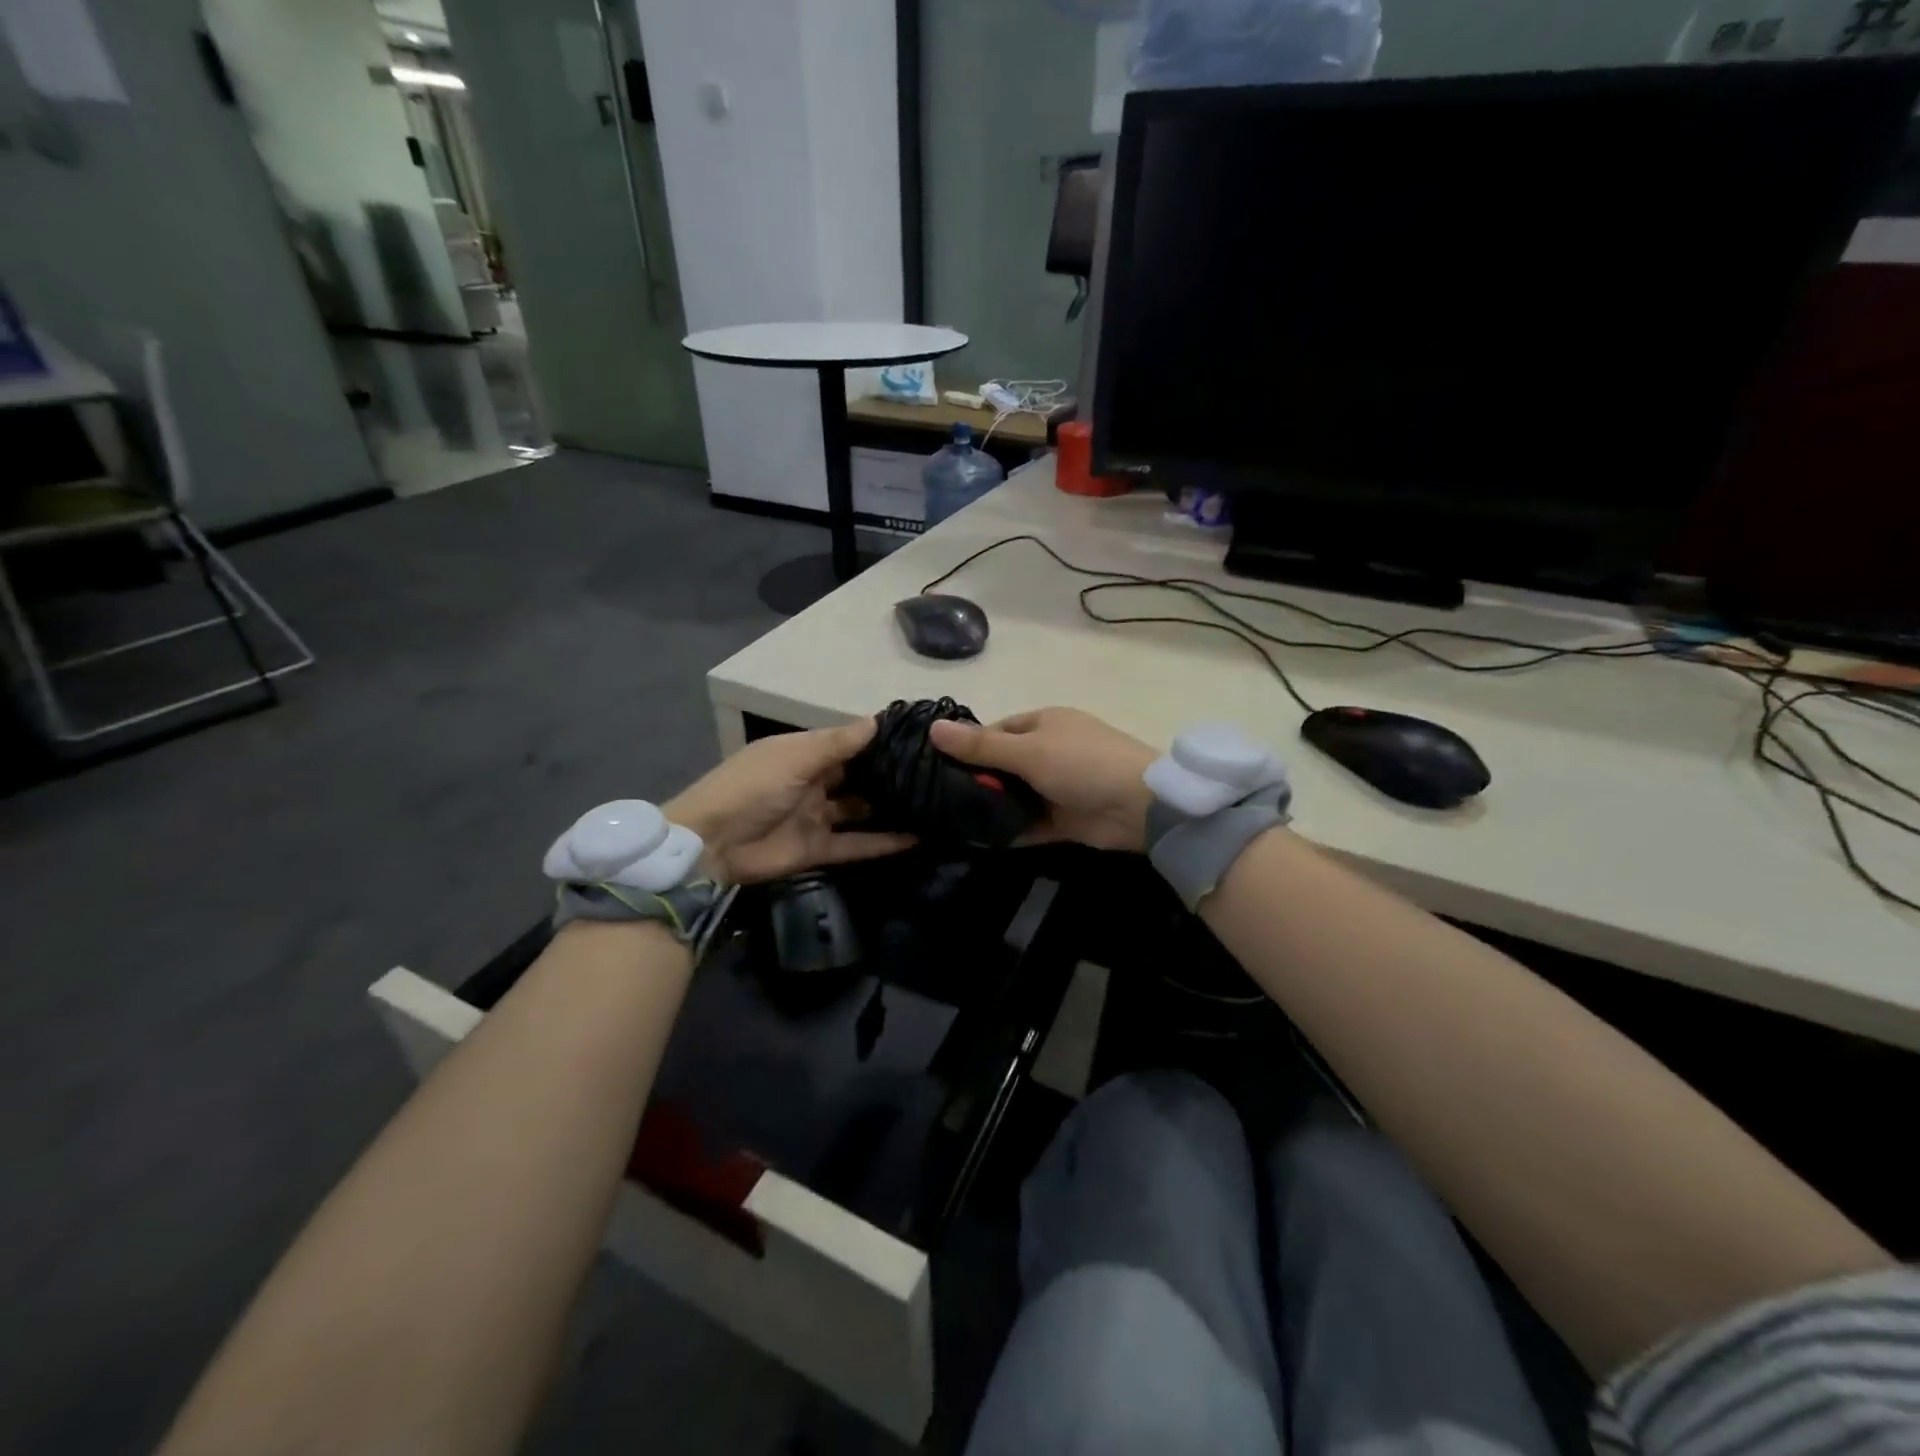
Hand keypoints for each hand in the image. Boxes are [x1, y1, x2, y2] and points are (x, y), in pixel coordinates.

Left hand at [666, 719, 914, 883]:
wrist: (710, 844)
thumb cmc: (752, 787)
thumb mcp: (794, 757)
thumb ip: (838, 743)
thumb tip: (877, 719)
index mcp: (803, 754)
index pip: (847, 744)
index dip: (877, 741)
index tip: (917, 737)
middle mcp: (813, 782)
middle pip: (857, 777)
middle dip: (888, 775)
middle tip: (935, 772)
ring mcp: (816, 817)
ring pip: (860, 811)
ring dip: (890, 808)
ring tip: (934, 803)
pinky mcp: (818, 849)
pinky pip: (856, 844)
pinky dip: (883, 843)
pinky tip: (917, 839)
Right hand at [928, 707, 1157, 852]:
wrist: (1140, 806)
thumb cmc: (1081, 763)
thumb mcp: (1027, 751)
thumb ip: (981, 746)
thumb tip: (933, 728)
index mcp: (1043, 723)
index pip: (996, 731)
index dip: (969, 746)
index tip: (936, 766)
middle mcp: (1049, 751)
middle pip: (1003, 765)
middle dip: (977, 781)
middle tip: (937, 799)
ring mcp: (1058, 786)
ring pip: (1014, 796)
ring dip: (992, 808)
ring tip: (949, 822)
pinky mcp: (1064, 819)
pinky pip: (1029, 824)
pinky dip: (1009, 831)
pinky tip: (978, 841)